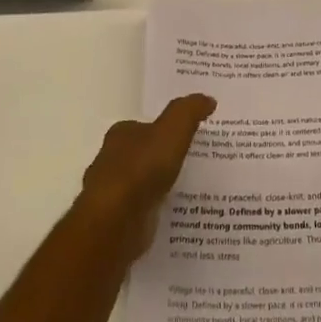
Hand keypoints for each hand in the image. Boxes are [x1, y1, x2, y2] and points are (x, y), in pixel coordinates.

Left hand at [79, 93, 216, 257]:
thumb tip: (208, 99)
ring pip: (142, 185)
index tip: (186, 136)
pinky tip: (176, 214)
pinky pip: (144, 212)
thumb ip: (189, 112)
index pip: (143, 127)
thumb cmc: (141, 168)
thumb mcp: (172, 130)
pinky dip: (157, 211)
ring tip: (191, 190)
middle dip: (162, 159)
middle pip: (141, 155)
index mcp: (121, 135)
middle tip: (193, 162)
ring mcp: (113, 194)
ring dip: (160, 187)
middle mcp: (112, 161)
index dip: (163, 130)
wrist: (116, 221)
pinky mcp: (118, 222)